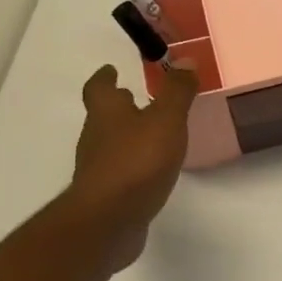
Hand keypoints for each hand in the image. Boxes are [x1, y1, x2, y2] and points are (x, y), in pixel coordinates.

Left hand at [63, 63, 197, 269]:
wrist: (109, 220)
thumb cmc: (137, 161)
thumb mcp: (166, 120)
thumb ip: (177, 91)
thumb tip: (185, 60)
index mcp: (107, 113)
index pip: (99, 88)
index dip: (104, 77)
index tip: (111, 69)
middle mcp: (96, 137)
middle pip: (103, 115)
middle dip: (119, 106)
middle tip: (136, 97)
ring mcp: (98, 168)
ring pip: (111, 143)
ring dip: (127, 135)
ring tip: (152, 133)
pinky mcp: (107, 195)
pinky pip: (120, 171)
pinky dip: (133, 163)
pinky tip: (152, 169)